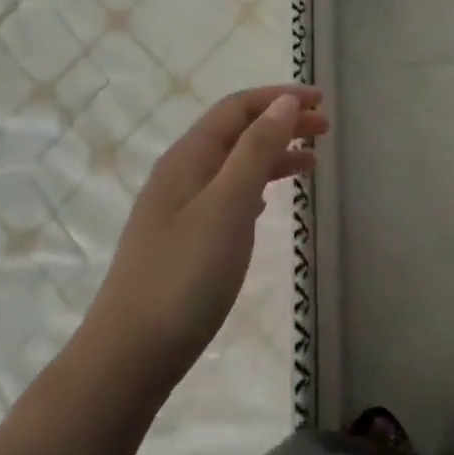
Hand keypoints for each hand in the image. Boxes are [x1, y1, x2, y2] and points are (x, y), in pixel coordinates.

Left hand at [92, 86, 326, 387]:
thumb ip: (256, 151)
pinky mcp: (182, 239)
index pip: (237, 108)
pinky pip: (226, 194)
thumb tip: (282, 102)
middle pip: (236, 131)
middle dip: (280, 122)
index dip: (279, 98)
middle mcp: (180, 174)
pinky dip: (255, 185)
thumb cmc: (184, 276)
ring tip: (310, 163)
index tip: (321, 103)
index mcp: (188, 158)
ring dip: (271, 154)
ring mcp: (178, 208)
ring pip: (233, 164)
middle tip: (324, 130)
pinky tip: (267, 201)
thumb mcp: (227, 206)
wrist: (129, 356)